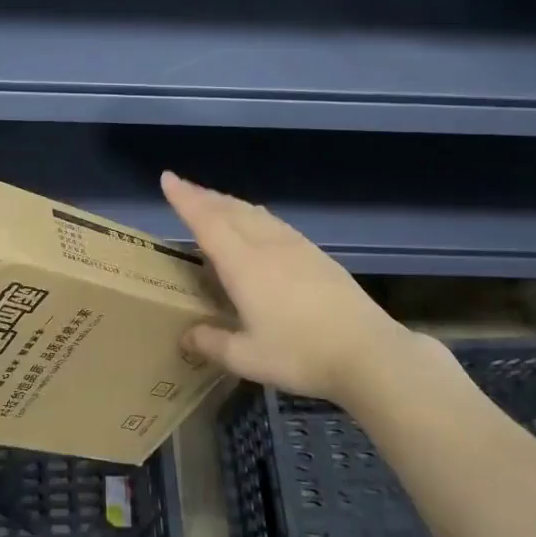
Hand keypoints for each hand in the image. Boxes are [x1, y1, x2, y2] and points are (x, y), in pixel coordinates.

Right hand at [162, 171, 428, 407]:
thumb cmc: (300, 354)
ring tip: (215, 202)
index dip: (185, 199)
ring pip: (254, 213)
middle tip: (184, 189)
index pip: (207, 222)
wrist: (367, 352)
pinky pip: (274, 223)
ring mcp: (295, 246)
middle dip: (204, 196)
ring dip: (229, 203)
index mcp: (243, 265)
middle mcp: (266, 245)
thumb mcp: (247, 358)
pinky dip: (254, 215)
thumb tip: (186, 336)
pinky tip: (258, 223)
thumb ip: (212, 343)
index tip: (168, 178)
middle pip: (230, 210)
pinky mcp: (316, 255)